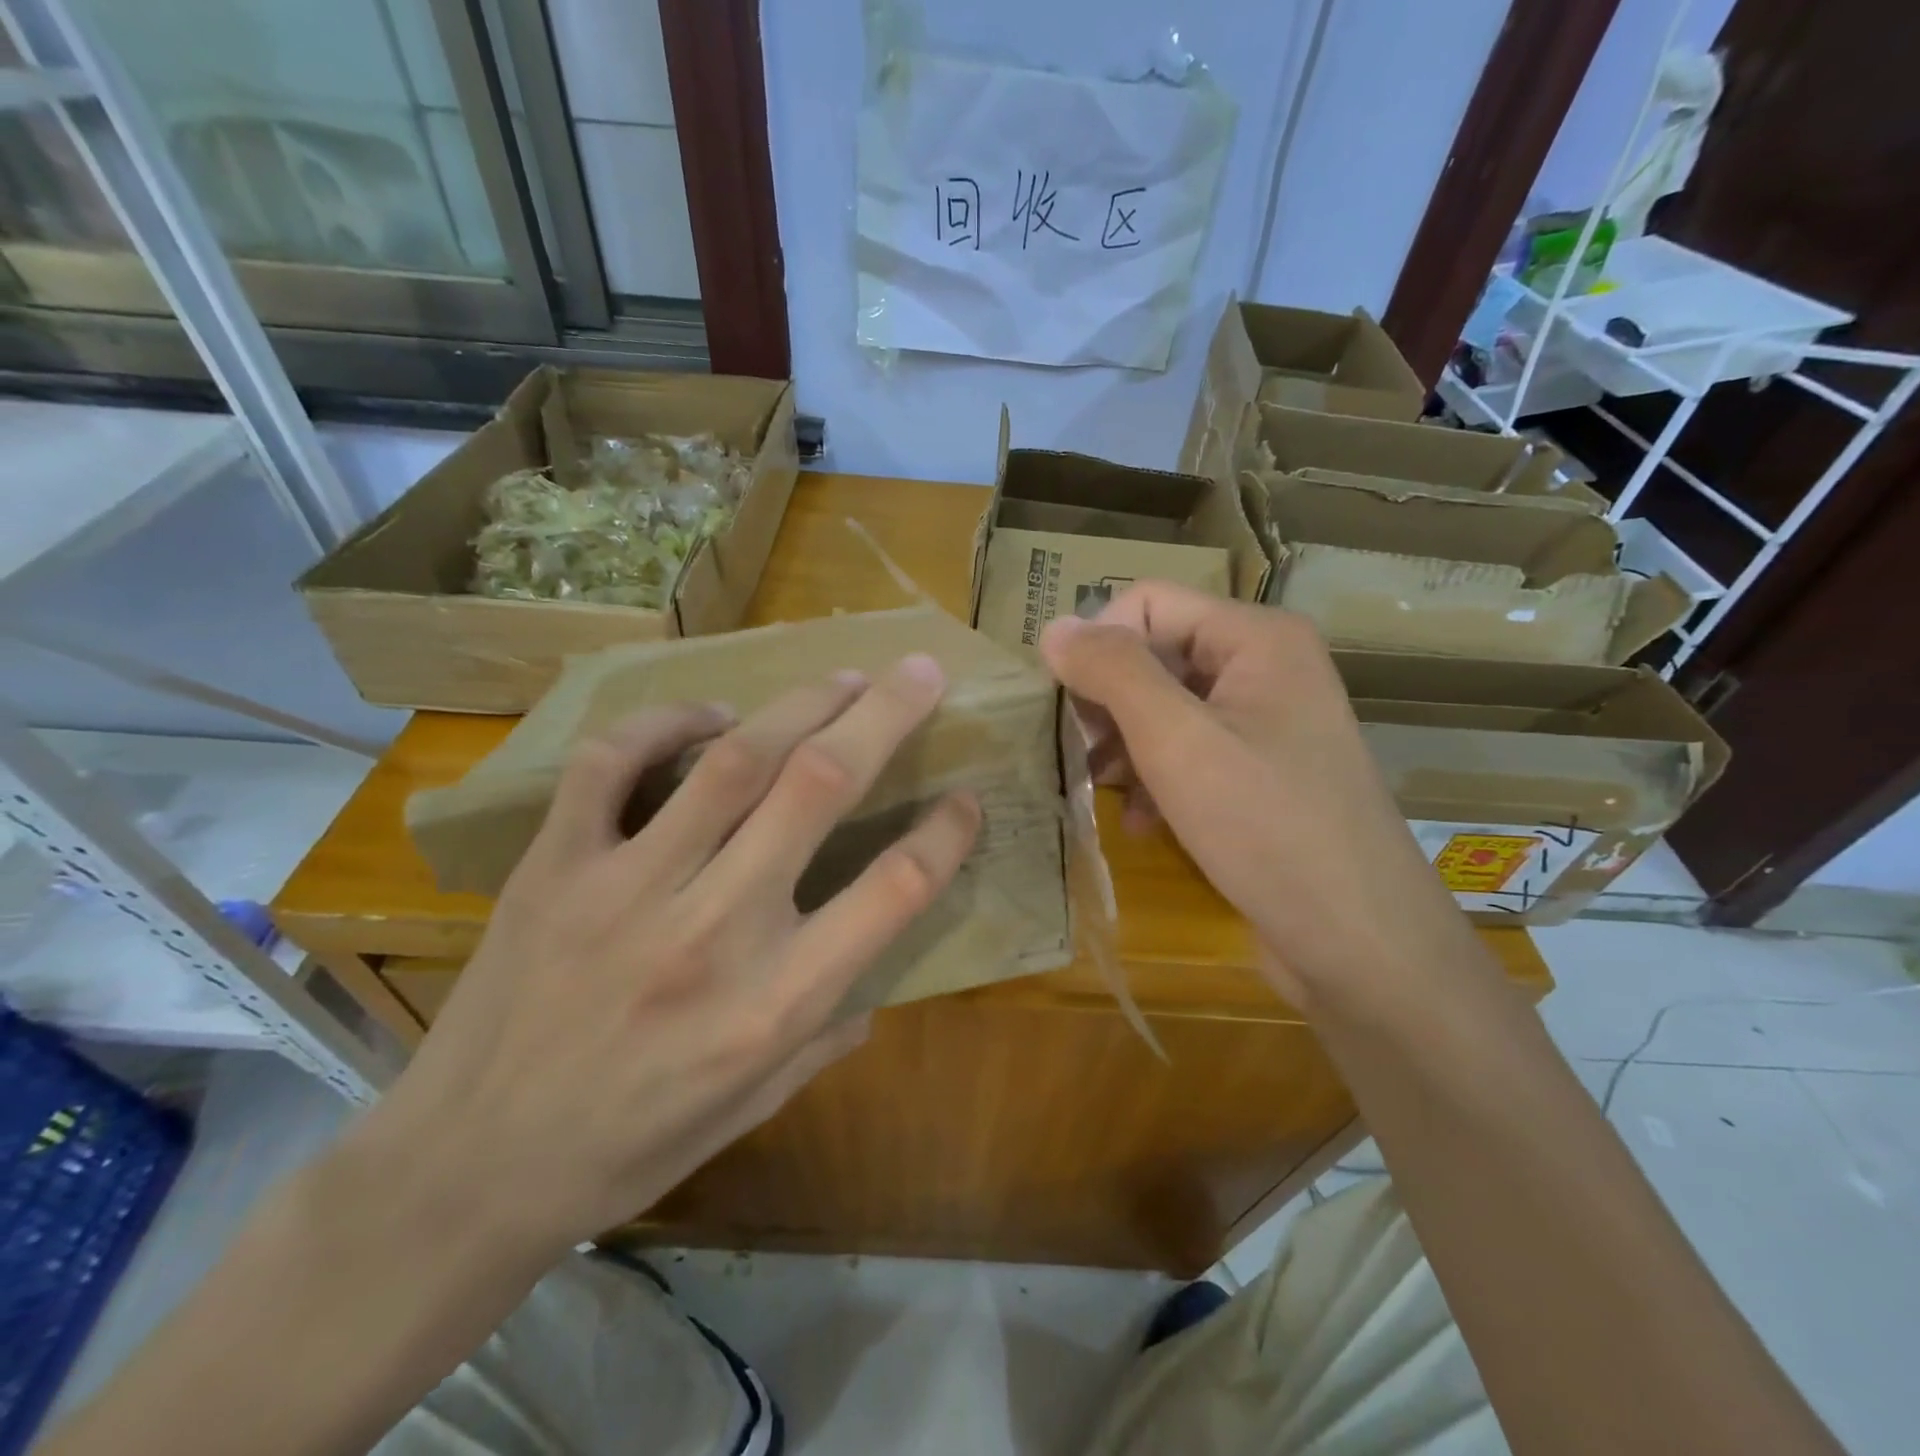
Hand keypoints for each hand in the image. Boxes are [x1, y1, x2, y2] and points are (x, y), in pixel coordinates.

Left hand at [359, 655, 980, 1256]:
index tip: (967, 798)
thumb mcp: (757, 1105)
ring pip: (733, 759)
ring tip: (842, 678)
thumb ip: (829, 1030)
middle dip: (885, 716)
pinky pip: (613, 761)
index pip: (895, 889)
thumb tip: (876, 969)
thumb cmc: (633, 1145)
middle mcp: (714, 930)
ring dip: (801, 703)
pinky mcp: (555, 866)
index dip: (947, 833)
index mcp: (777, 1001)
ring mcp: (627, 888)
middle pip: (820, 788)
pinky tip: (709, 715)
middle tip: (921, 672)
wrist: (468, 1171)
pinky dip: (667, 721)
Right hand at [1040, 582, 1480, 1008]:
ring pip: (1165, 708)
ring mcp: (1265, 724)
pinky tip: (1138, 820)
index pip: (1147, 603)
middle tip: (1078, 752)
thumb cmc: (1267, 827)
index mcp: (1256, 638)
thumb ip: (1113, 673)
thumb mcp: (1177, 742)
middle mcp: (1265, 668)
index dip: (1098, 644)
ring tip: (1099, 789)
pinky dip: (1155, 778)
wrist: (1359, 942)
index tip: (1065, 705)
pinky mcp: (1260, 774)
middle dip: (1108, 701)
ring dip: (1124, 745)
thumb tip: (1053, 629)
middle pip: (1156, 654)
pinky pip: (1189, 752)